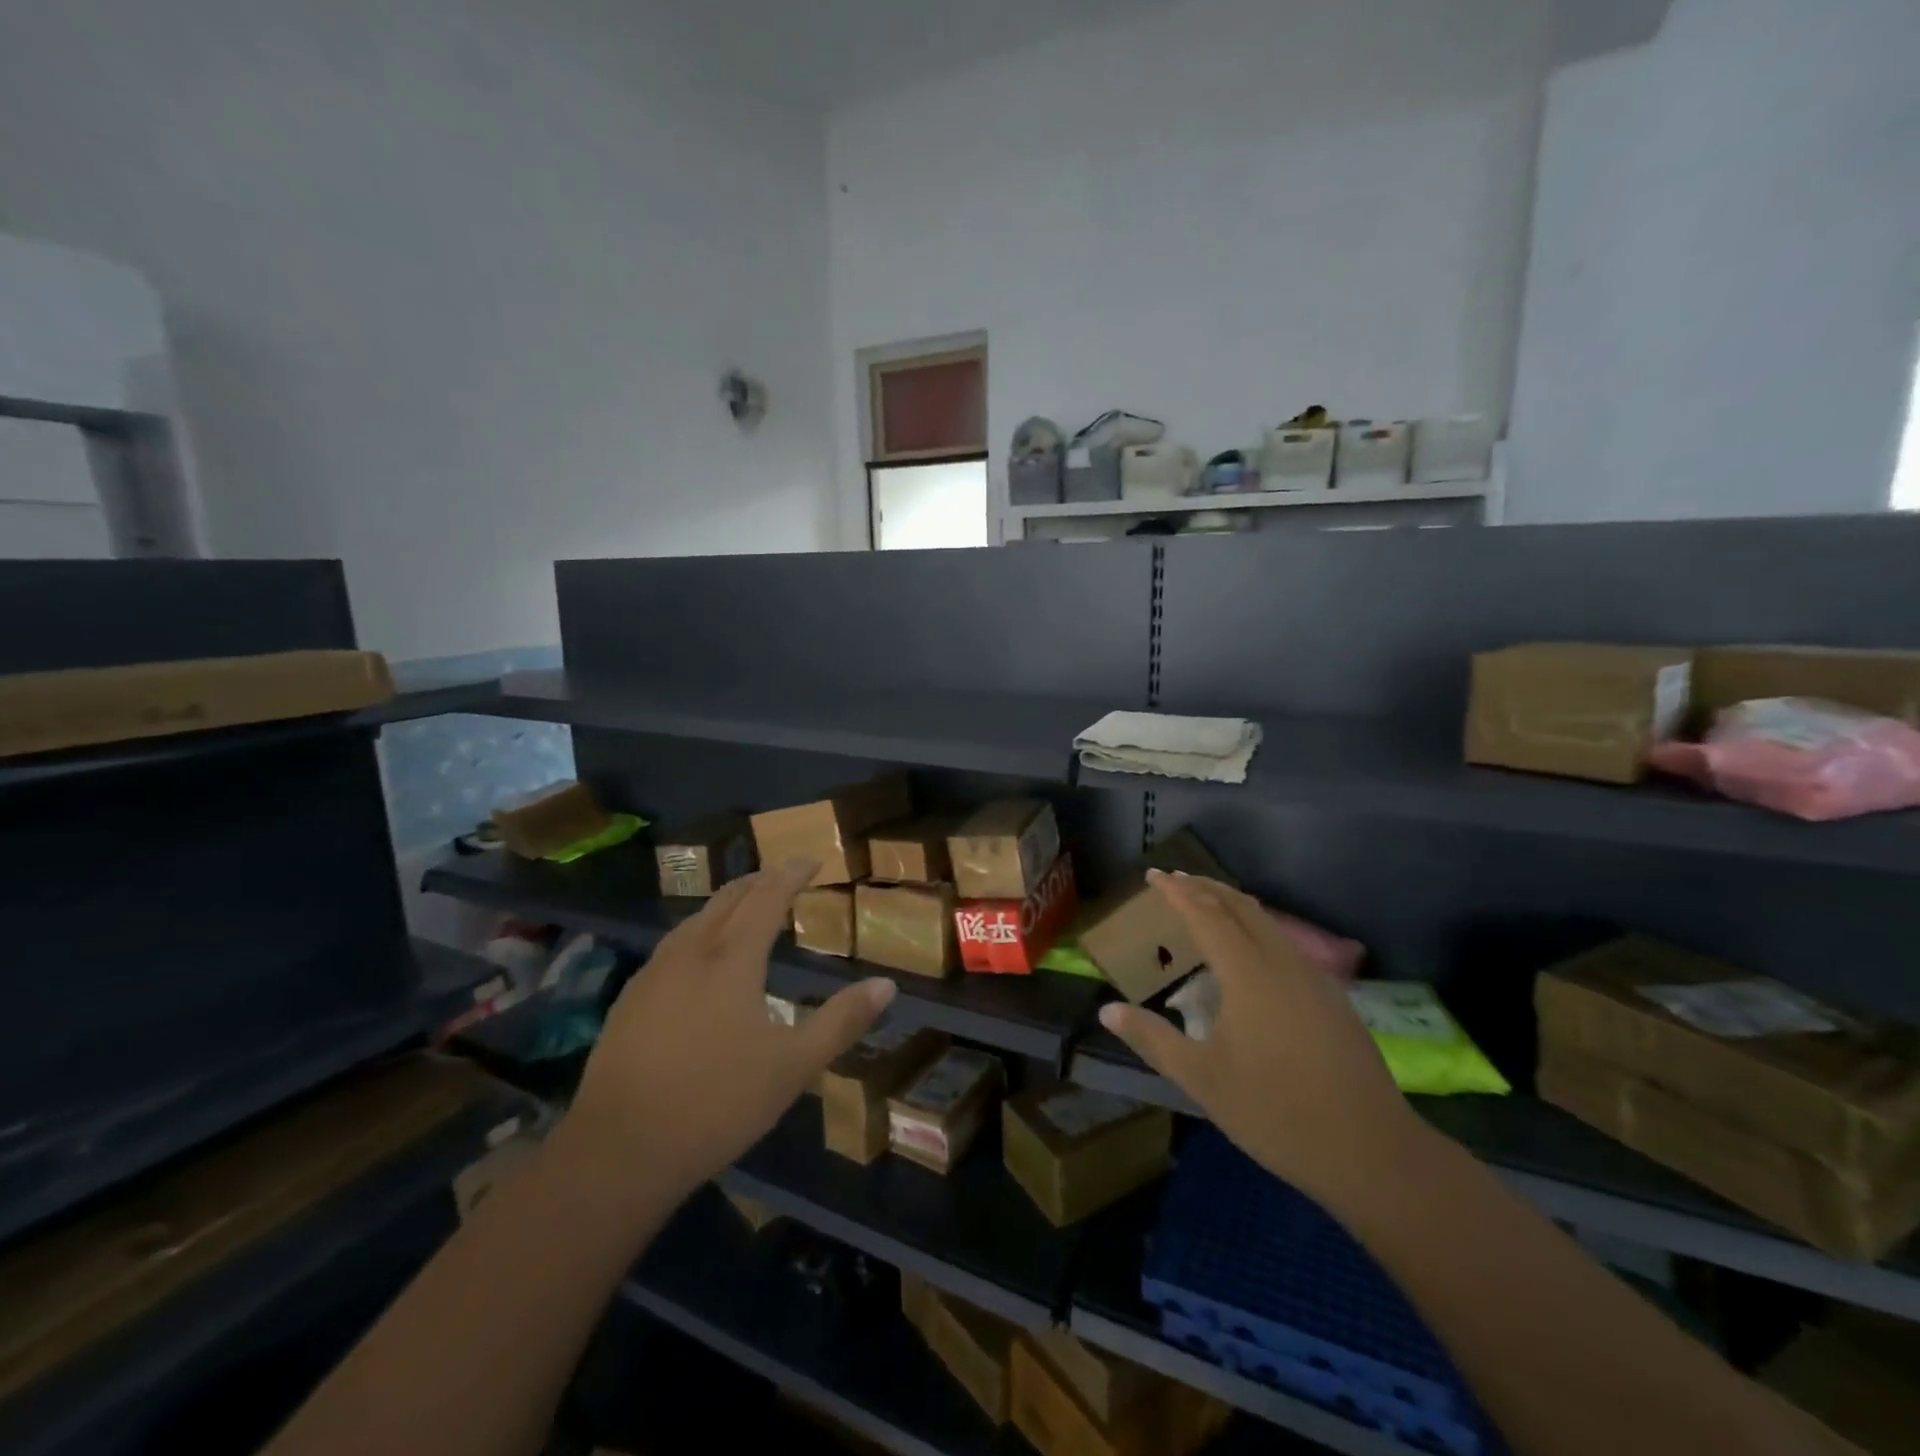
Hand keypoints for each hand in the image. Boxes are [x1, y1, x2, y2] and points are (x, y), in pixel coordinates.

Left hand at [570, 860, 895, 1195]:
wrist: (619, 1150)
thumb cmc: (717, 1103)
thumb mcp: (793, 1066)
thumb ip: (842, 1021)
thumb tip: (886, 984)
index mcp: (732, 958)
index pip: (767, 897)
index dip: (791, 874)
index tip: (811, 860)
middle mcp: (691, 952)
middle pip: (728, 898)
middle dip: (759, 880)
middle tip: (784, 876)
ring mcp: (654, 974)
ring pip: (696, 919)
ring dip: (727, 904)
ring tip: (747, 908)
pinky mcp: (630, 999)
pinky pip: (674, 945)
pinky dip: (700, 931)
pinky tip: (700, 957)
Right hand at [1098, 871, 1425, 1208]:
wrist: (1373, 1152)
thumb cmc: (1276, 1113)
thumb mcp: (1202, 1080)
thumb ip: (1153, 1039)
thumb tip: (1107, 1010)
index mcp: (1248, 974)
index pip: (1206, 914)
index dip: (1178, 891)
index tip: (1154, 874)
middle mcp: (1282, 963)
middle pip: (1241, 906)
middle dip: (1206, 887)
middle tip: (1176, 880)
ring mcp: (1314, 978)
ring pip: (1268, 922)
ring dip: (1233, 905)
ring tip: (1207, 906)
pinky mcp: (1333, 998)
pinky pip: (1285, 944)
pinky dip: (1257, 929)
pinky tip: (1251, 954)